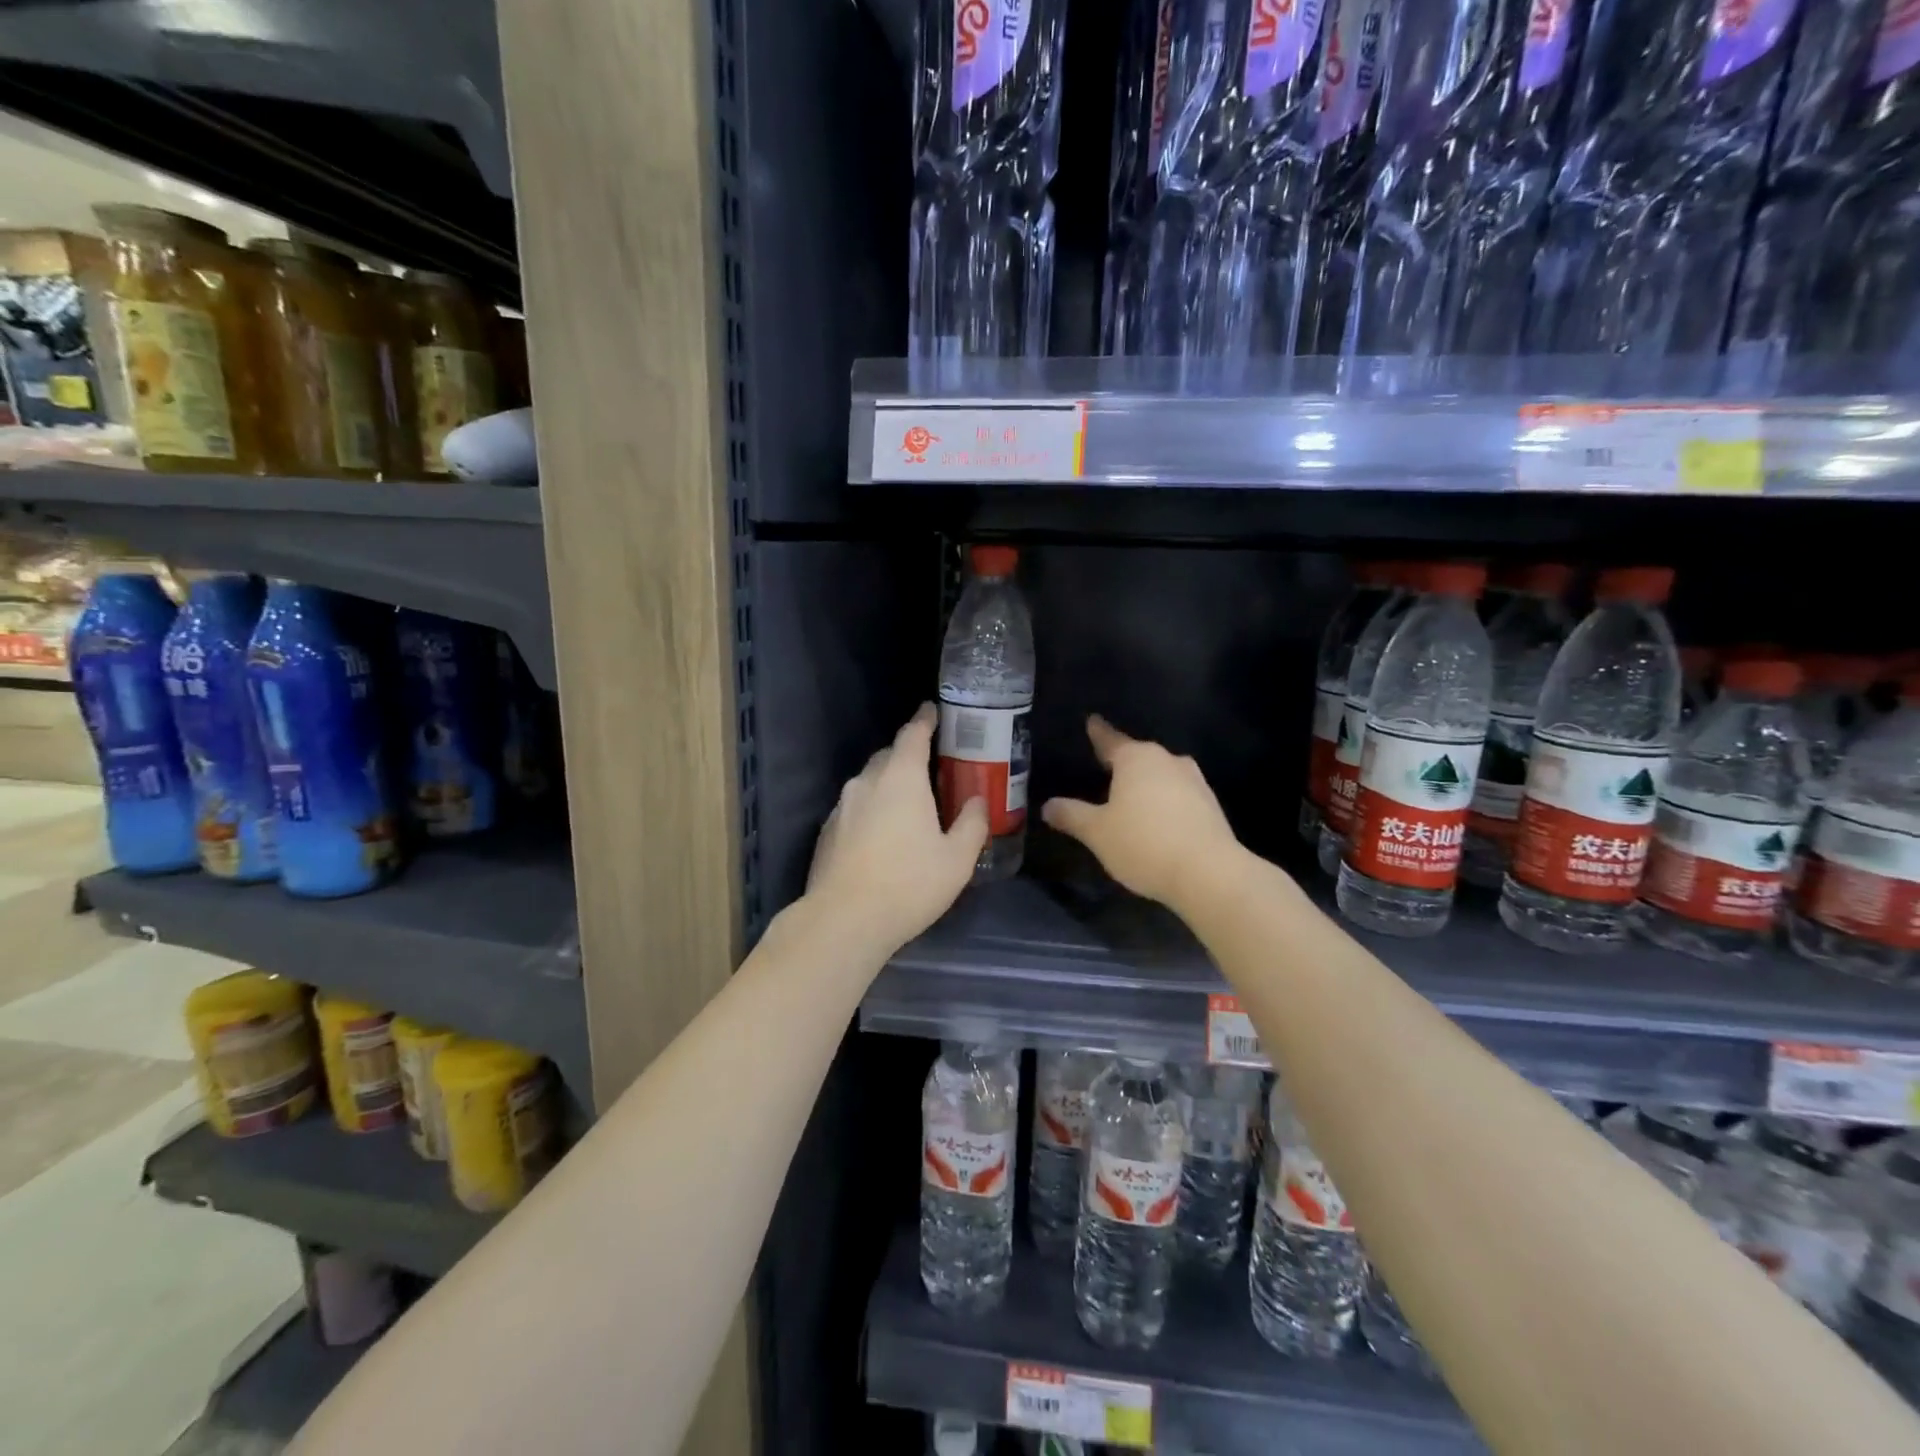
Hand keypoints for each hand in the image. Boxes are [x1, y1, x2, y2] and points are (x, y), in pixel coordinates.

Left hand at [805, 704, 988, 954]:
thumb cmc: (909, 884)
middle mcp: (867, 782)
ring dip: (888, 784)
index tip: (932, 710)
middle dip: (908, 754)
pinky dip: (871, 808)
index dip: (925, 720)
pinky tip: (881, 835)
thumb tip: (978, 800)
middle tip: (931, 767)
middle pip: (888, 755)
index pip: (913, 734)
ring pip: (869, 782)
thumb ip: (972, 823)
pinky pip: (854, 807)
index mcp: (901, 778)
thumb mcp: (957, 859)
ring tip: (908, 803)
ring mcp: (842, 806)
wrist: (844, 920)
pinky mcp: (827, 831)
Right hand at [1042, 715, 1242, 910]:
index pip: (1110, 739)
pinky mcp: (1210, 805)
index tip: (1091, 721)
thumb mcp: (1097, 832)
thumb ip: (1071, 815)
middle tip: (1103, 768)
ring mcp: (1194, 781)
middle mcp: (1167, 760)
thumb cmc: (1143, 843)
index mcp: (1136, 758)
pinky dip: (1164, 801)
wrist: (1209, 873)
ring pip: (1161, 774)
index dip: (1097, 733)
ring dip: (1146, 783)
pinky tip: (1156, 819)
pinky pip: (1178, 795)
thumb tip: (1048, 806)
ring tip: (1129, 797)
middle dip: (1122, 762)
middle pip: (1138, 756)